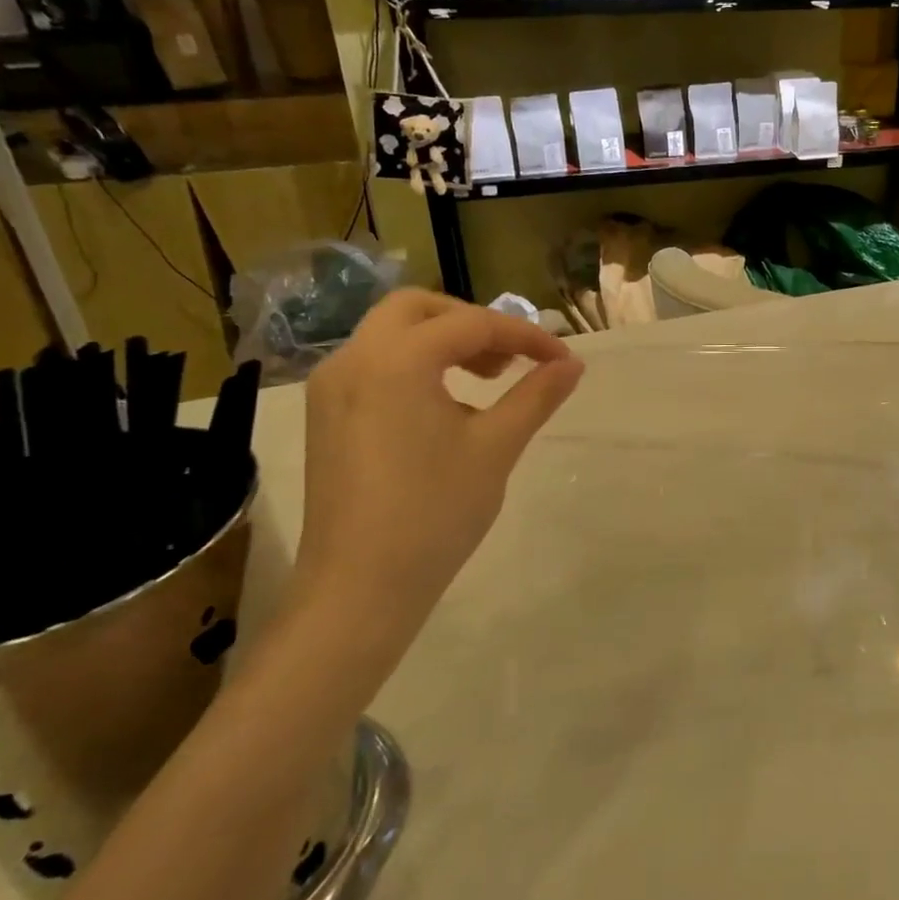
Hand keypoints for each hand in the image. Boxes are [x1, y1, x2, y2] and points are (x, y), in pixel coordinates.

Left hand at [292, 291, 582, 634]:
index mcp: (396, 360)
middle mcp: (354, 359)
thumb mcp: (496, 448)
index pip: (473, 325)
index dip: (525, 337)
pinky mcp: (325, 416)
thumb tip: (573, 364)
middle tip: (511, 358)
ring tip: (486, 379)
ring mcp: (331, 388)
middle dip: (472, 323)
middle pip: (418, 309)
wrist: (359, 589)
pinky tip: (444, 406)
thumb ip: (536, 396)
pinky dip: (414, 365)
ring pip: (391, 334)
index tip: (563, 360)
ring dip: (442, 341)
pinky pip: (374, 365)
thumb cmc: (434, 513)